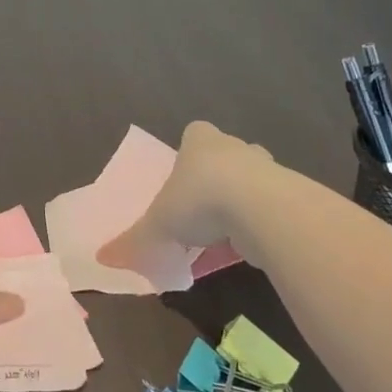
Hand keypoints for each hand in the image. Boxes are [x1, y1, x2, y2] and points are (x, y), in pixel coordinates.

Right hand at [98, 120, 280, 271]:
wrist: (262, 210)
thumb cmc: (200, 200)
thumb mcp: (158, 224)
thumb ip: (134, 241)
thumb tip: (102, 258)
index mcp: (199, 141)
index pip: (195, 134)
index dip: (190, 152)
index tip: (184, 176)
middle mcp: (234, 147)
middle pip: (226, 154)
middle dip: (218, 176)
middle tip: (204, 206)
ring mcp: (267, 169)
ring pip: (253, 180)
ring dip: (243, 200)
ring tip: (226, 231)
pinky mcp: (289, 196)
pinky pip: (270, 208)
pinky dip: (261, 223)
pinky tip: (249, 247)